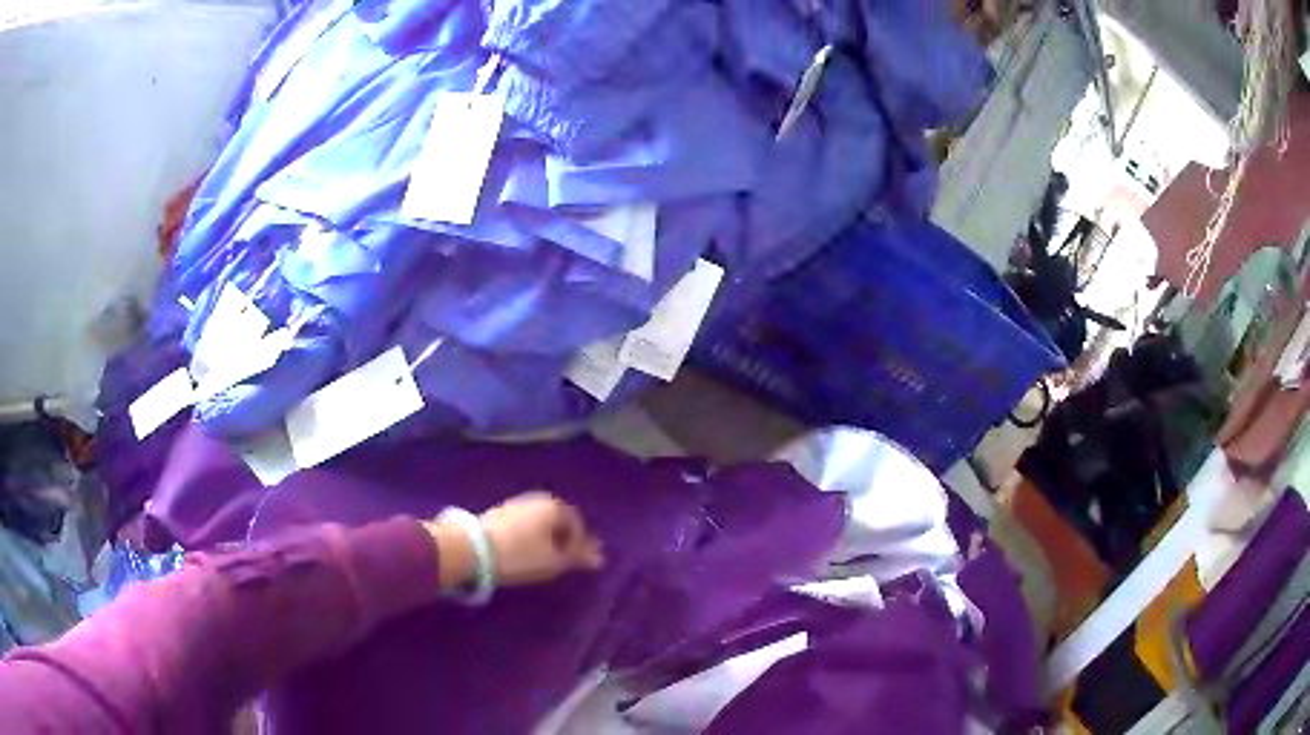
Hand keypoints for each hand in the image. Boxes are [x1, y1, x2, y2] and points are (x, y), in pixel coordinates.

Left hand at [423, 492, 603, 591]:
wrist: (471, 548)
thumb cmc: (519, 555)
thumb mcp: (553, 562)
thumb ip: (577, 557)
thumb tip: (600, 558)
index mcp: (554, 506)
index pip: (577, 522)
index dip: (581, 543)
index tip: (579, 563)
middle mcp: (536, 499)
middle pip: (558, 519)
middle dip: (564, 538)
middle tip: (564, 559)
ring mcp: (515, 503)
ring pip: (540, 521)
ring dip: (546, 537)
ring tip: (544, 558)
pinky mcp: (498, 512)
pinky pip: (525, 523)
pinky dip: (530, 536)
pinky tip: (525, 551)